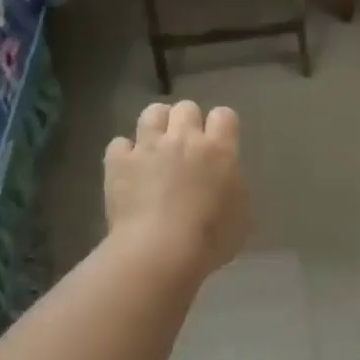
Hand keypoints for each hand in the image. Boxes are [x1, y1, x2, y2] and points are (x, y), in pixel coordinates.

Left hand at [104, 100, 250, 278]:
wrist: (160, 251)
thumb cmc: (210, 239)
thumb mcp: (241, 215)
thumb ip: (233, 187)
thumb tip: (224, 181)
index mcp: (219, 150)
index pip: (224, 115)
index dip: (221, 126)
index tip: (219, 143)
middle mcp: (184, 139)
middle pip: (186, 108)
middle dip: (187, 122)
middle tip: (186, 146)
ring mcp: (148, 147)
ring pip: (152, 113)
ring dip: (156, 125)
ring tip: (156, 146)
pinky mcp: (118, 162)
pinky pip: (119, 143)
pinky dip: (124, 154)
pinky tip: (128, 169)